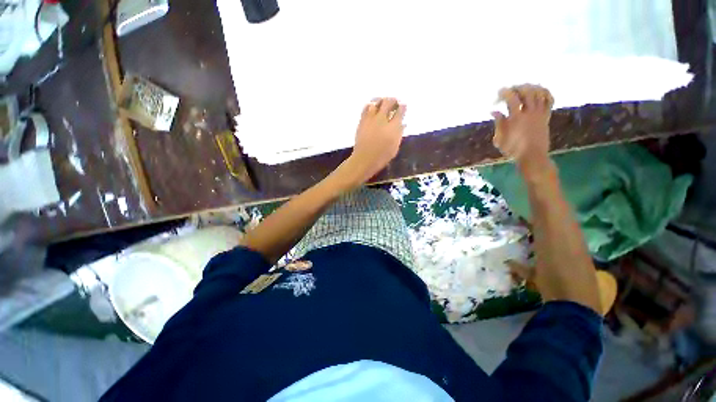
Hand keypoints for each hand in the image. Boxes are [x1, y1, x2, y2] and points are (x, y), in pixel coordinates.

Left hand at [345, 97, 405, 184]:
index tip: (403, 105)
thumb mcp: (395, 148)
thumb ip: (399, 134)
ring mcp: (371, 119)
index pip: (400, 111)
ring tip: (383, 102)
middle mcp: (382, 120)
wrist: (364, 159)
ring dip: (381, 100)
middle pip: (388, 102)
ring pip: (377, 102)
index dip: (403, 107)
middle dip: (393, 100)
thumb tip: (402, 124)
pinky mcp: (362, 121)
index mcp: (393, 127)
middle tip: (394, 102)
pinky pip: (366, 107)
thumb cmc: (382, 157)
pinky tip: (372, 107)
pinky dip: (371, 105)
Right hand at [492, 85, 553, 175]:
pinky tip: (536, 92)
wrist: (532, 156)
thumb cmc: (513, 149)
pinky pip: (549, 98)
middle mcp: (530, 113)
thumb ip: (498, 123)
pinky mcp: (546, 115)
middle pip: (526, 91)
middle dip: (516, 88)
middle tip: (509, 91)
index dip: (505, 93)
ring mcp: (540, 113)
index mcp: (516, 119)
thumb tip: (494, 111)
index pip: (512, 99)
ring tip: (521, 89)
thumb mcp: (500, 139)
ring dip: (529, 87)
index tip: (498, 93)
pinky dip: (544, 92)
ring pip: (538, 92)